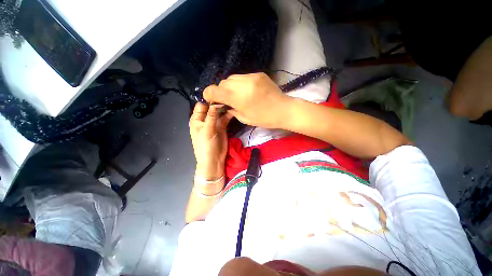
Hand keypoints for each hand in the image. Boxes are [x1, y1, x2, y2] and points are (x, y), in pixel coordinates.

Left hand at [189, 103, 232, 180]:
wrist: (214, 159)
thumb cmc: (205, 145)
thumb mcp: (207, 130)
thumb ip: (211, 116)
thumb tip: (215, 102)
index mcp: (197, 119)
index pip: (201, 105)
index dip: (209, 100)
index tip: (219, 95)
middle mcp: (205, 119)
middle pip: (211, 107)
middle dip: (218, 102)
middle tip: (228, 96)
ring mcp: (215, 123)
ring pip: (219, 112)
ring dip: (224, 108)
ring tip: (233, 101)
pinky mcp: (222, 126)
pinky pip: (225, 118)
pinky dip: (229, 114)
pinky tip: (234, 110)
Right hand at [203, 73, 290, 128]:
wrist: (284, 109)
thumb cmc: (265, 118)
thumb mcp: (245, 119)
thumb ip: (232, 110)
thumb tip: (224, 105)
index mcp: (239, 98)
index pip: (215, 90)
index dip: (208, 94)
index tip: (210, 99)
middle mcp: (243, 84)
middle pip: (223, 83)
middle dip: (221, 91)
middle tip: (226, 99)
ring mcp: (251, 77)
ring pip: (232, 78)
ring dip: (230, 86)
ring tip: (237, 95)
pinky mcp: (258, 74)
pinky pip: (242, 77)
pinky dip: (240, 83)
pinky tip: (246, 90)